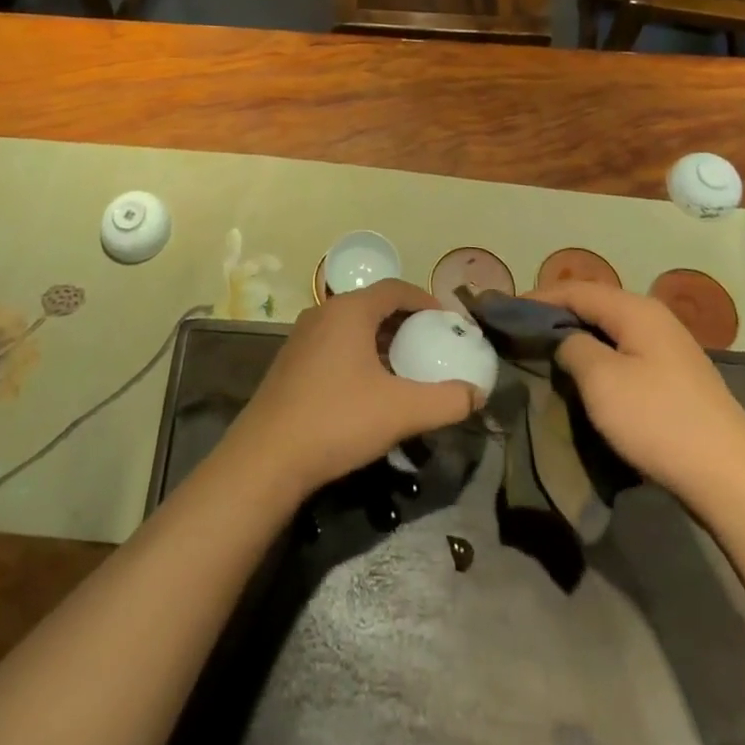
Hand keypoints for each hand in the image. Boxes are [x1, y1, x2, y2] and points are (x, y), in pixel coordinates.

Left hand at [220, 280, 484, 498]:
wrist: (268, 457)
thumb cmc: (338, 420)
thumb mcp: (401, 411)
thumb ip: (446, 401)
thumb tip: (476, 394)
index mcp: (349, 311)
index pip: (395, 288)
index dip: (425, 300)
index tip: (447, 322)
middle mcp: (323, 313)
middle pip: (373, 305)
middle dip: (405, 322)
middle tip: (431, 345)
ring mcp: (302, 337)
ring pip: (352, 326)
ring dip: (381, 339)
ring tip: (405, 367)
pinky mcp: (291, 362)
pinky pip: (334, 344)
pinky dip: (359, 353)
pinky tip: (369, 388)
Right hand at [530, 280, 744, 517]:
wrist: (732, 480)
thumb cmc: (658, 422)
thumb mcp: (601, 380)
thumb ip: (572, 347)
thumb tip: (564, 338)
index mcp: (635, 309)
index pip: (575, 289)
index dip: (537, 298)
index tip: (503, 311)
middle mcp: (654, 318)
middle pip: (594, 305)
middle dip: (556, 315)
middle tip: (521, 332)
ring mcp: (669, 348)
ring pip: (610, 330)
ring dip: (577, 337)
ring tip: (545, 352)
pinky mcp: (675, 377)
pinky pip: (625, 353)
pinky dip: (599, 356)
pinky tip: (585, 375)